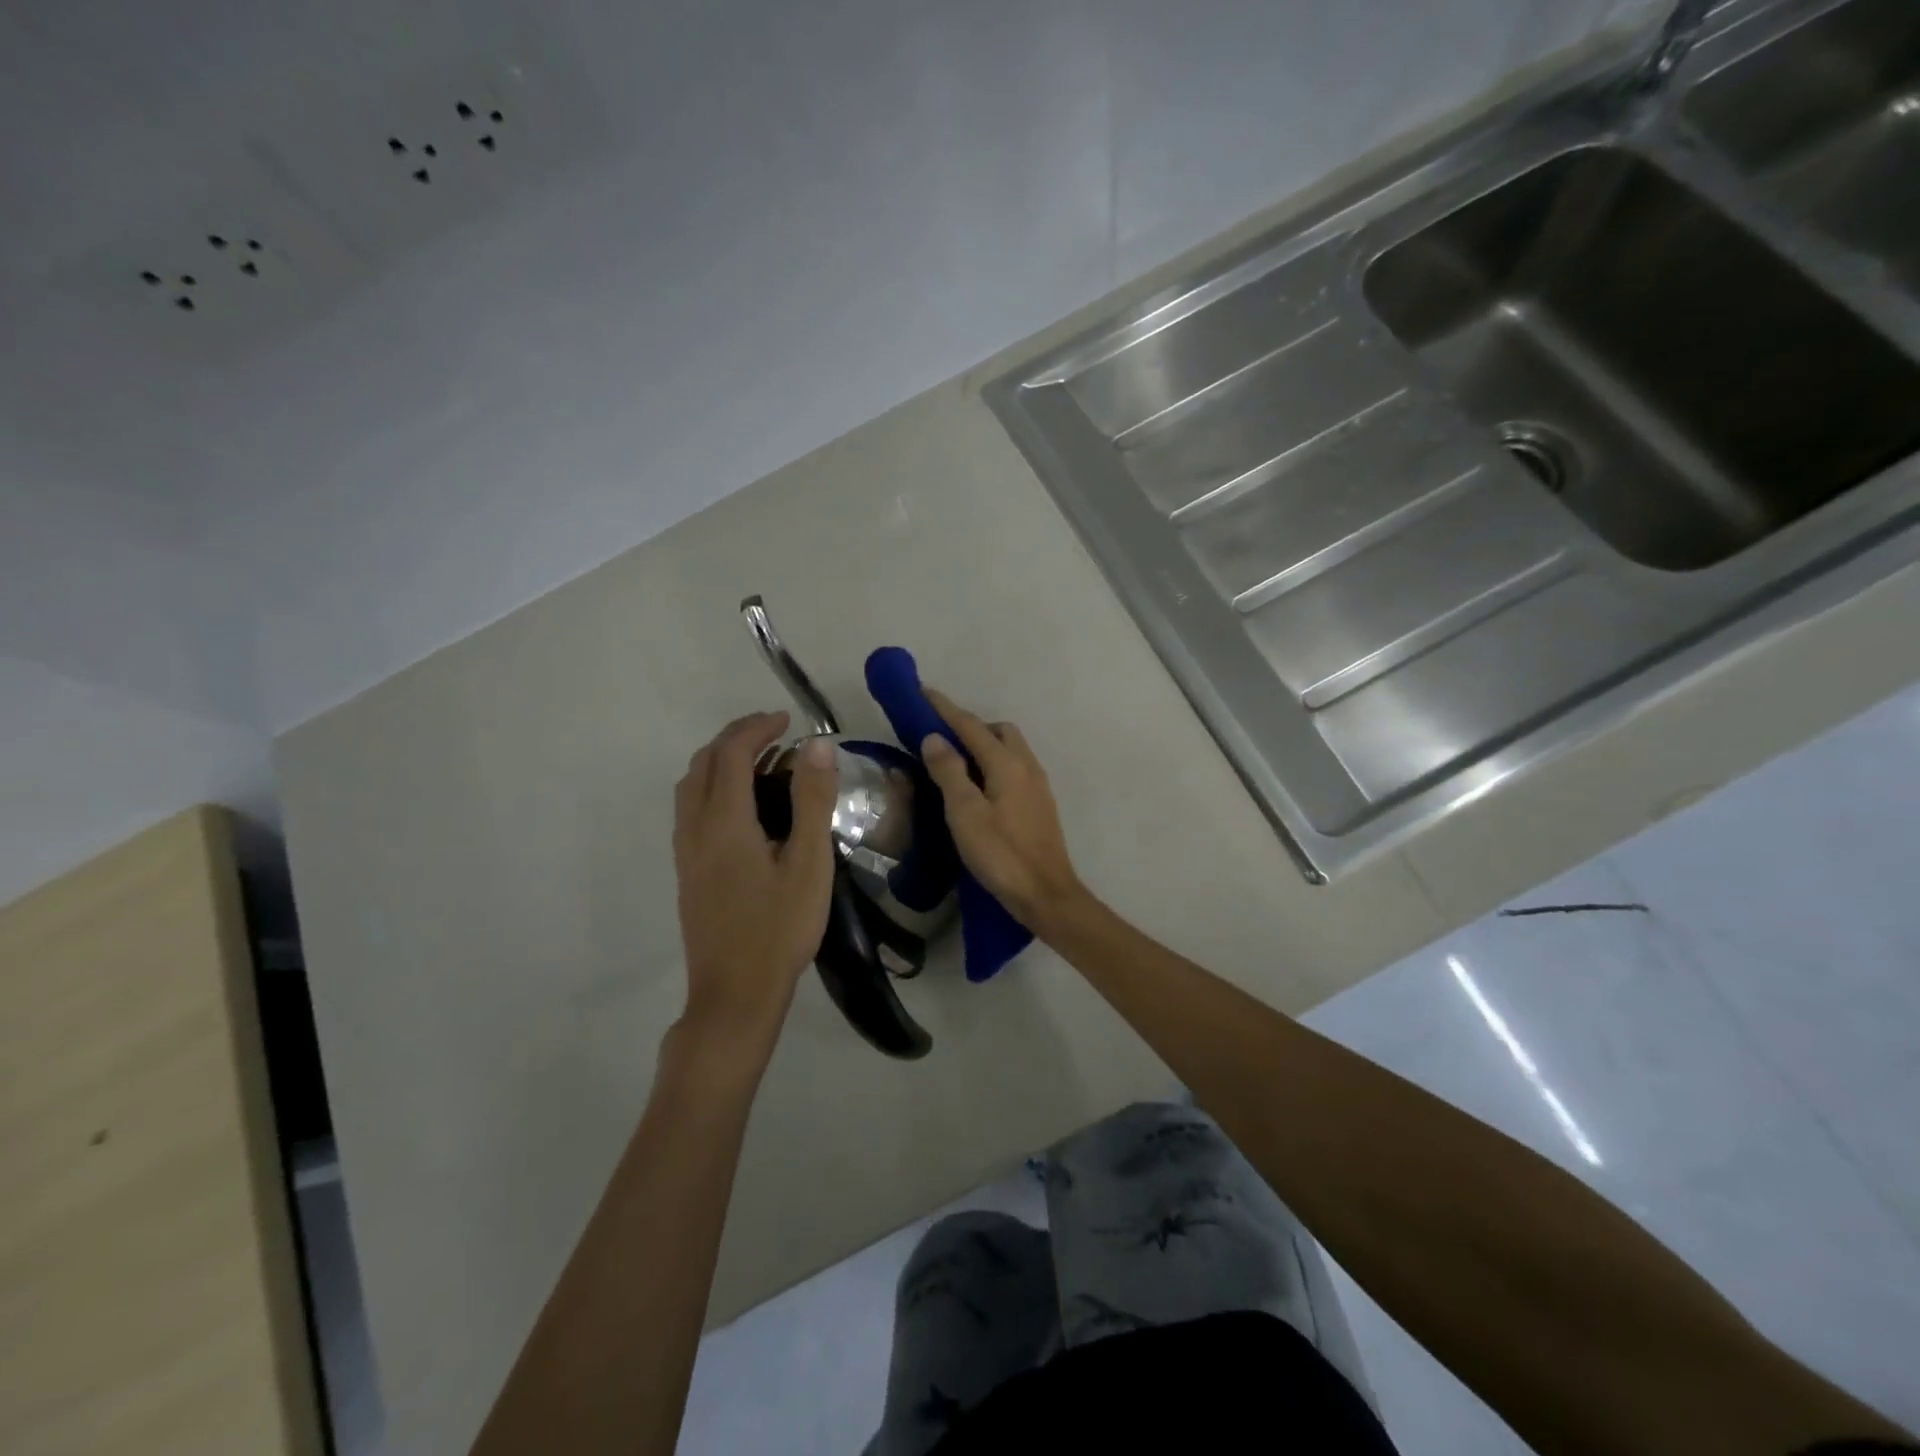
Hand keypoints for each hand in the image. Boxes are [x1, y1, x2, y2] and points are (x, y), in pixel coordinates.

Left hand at [672, 712, 837, 1054]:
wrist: (735, 993)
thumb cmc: (779, 928)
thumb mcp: (808, 863)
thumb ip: (811, 800)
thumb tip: (816, 745)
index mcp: (724, 822)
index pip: (731, 754)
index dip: (757, 728)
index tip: (788, 719)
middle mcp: (695, 829)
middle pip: (703, 763)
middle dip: (735, 737)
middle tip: (773, 732)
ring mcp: (685, 852)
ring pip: (690, 786)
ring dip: (719, 760)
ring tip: (758, 761)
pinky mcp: (686, 872)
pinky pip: (690, 809)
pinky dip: (712, 786)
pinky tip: (741, 806)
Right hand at [920, 689, 1088, 930]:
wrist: (1046, 894)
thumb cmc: (1001, 855)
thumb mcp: (965, 813)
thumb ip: (949, 772)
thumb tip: (934, 737)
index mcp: (1007, 763)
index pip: (971, 725)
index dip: (945, 709)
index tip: (922, 693)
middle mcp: (1027, 766)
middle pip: (998, 731)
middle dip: (970, 725)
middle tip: (941, 738)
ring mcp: (1037, 785)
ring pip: (1009, 749)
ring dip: (983, 745)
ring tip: (956, 762)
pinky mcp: (1040, 804)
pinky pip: (1014, 768)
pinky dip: (994, 764)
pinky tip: (980, 787)